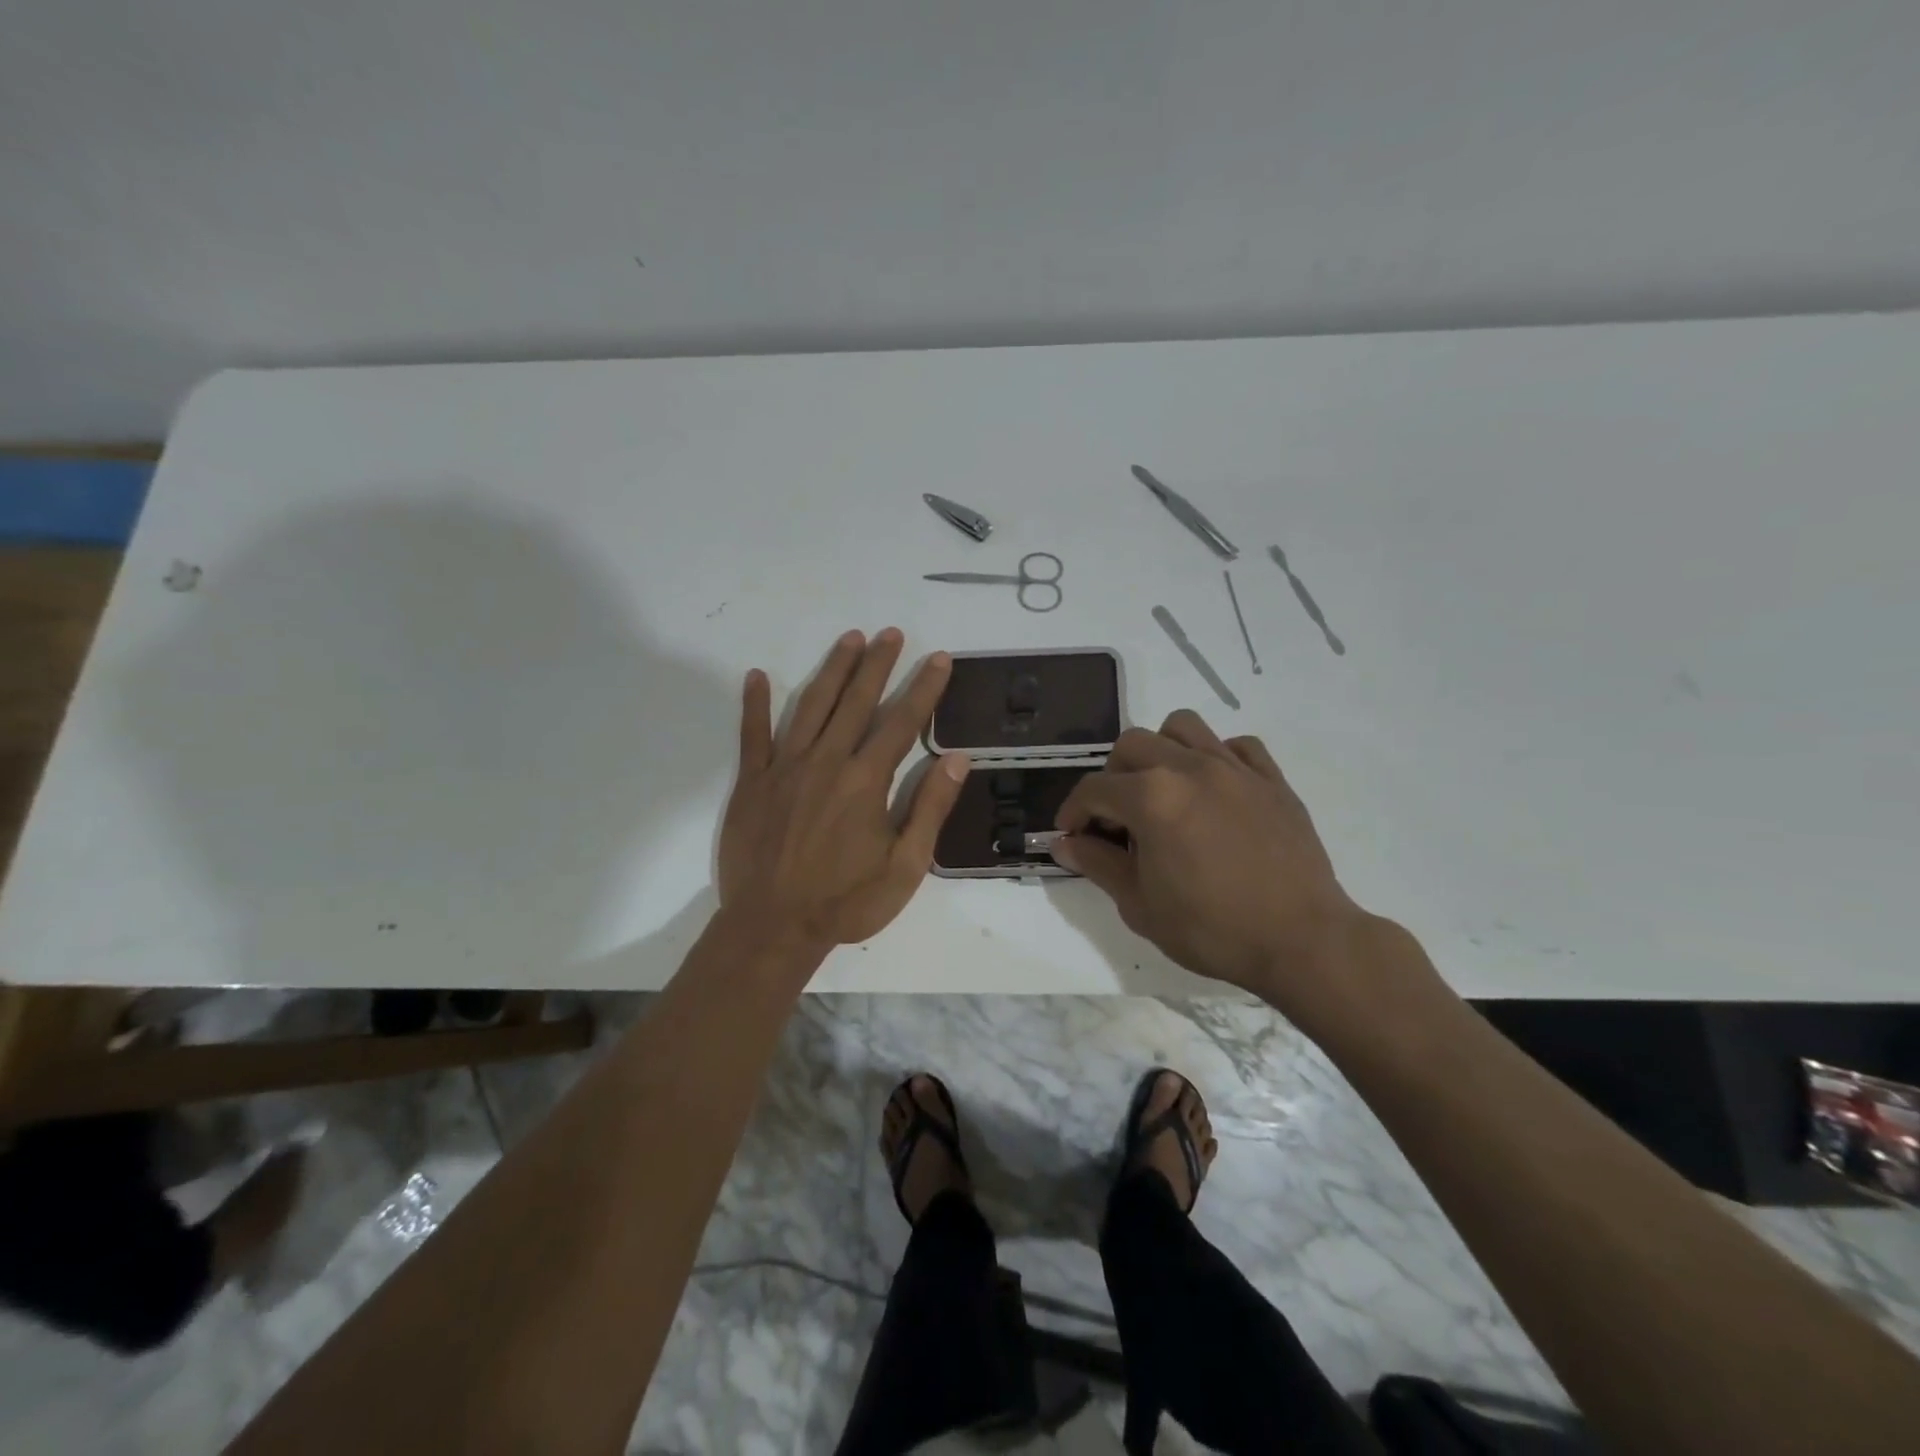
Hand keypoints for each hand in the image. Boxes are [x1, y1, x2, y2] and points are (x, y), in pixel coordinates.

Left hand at [719, 629, 969, 952]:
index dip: (923, 688)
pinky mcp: (752, 782)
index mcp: (866, 781)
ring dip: (832, 670)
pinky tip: (756, 675)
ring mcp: (784, 768)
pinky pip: (752, 735)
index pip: (902, 722)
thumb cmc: (846, 902)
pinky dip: (753, 704)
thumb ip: (930, 808)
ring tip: (850, 639)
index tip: (938, 658)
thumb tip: (956, 759)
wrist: (773, 928)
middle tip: (891, 633)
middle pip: (856, 701)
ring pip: (811, 706)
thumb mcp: (905, 866)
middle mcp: (826, 762)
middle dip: (877, 664)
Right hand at [1052, 711, 1365, 1005]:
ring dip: (1160, 751)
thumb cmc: (1212, 928)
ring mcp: (1234, 768)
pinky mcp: (1271, 779)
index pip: (1094, 789)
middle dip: (1112, 777)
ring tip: (1163, 790)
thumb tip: (1064, 842)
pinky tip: (1214, 792)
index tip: (1071, 836)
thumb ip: (1097, 864)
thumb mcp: (1139, 905)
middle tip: (1117, 818)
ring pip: (1182, 728)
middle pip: (1131, 745)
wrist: (1301, 941)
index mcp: (1152, 797)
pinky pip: (1236, 745)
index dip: (1073, 812)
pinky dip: (1216, 757)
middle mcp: (1189, 768)